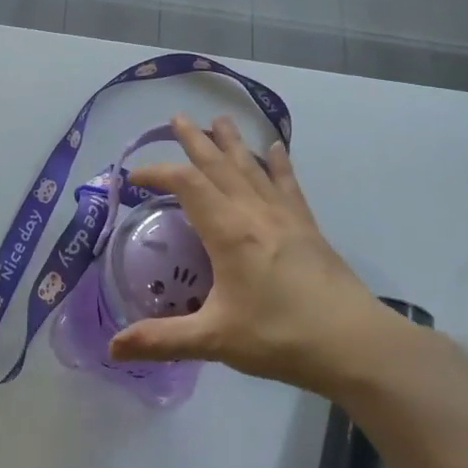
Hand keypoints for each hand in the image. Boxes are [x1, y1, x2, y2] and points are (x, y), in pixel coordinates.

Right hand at [107, 114, 410, 397]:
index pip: (186, 184)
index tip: (134, 177)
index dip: (157, 173)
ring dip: (233, 143)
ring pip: (252, 168)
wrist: (355, 344)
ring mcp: (285, 217)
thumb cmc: (280, 337)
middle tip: (177, 118)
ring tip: (220, 120)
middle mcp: (255, 213)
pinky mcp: (307, 227)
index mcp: (228, 232)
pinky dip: (279, 164)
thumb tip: (113, 349)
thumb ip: (161, 340)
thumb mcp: (215, 340)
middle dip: (195, 141)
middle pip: (219, 165)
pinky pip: (288, 185)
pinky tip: (277, 149)